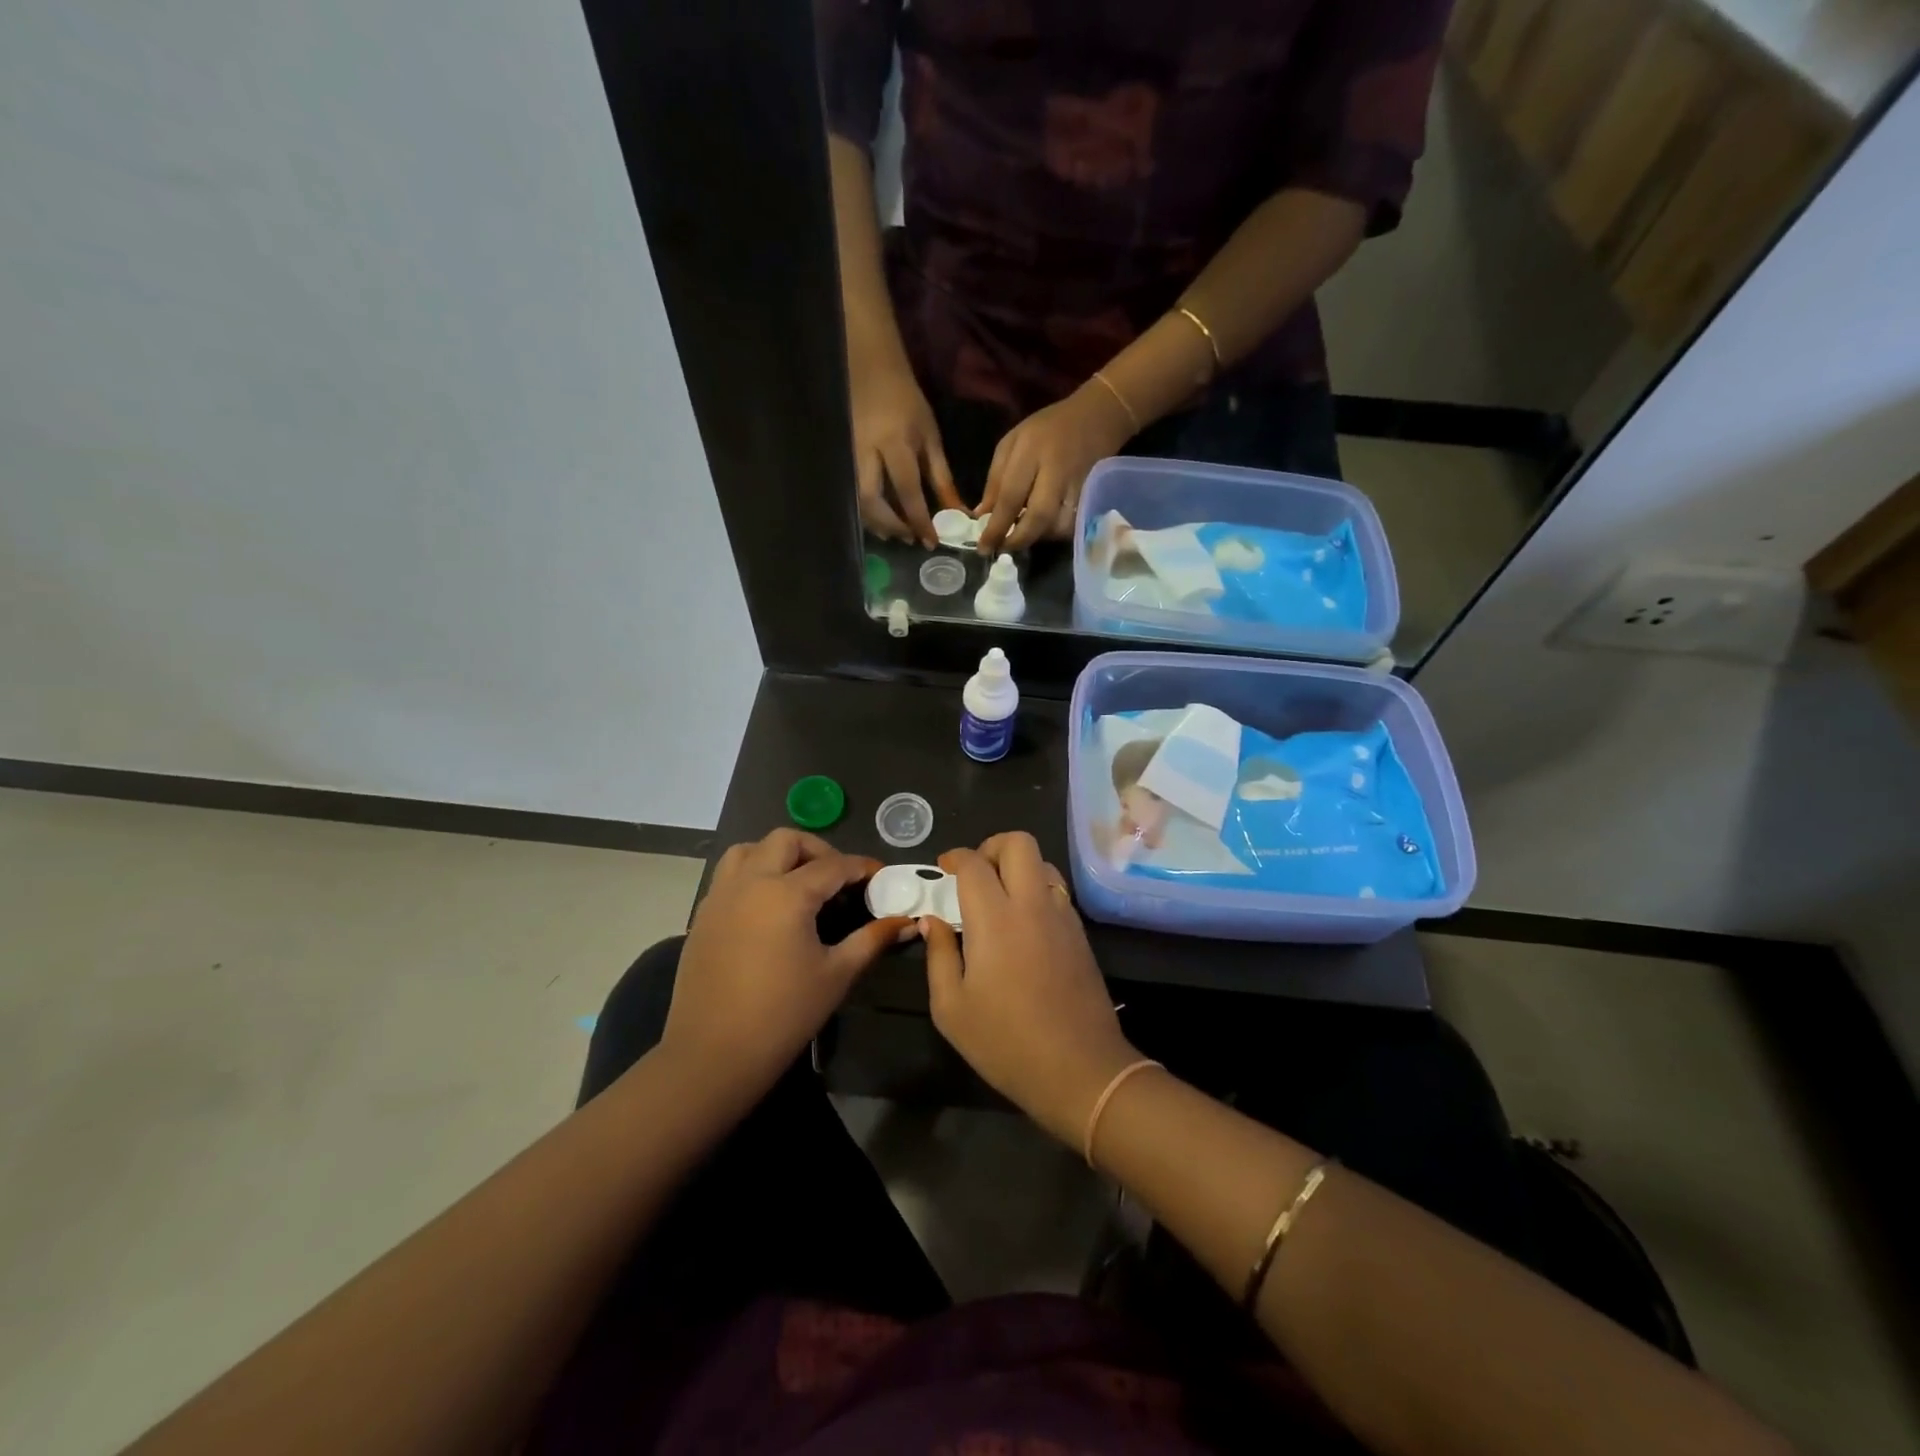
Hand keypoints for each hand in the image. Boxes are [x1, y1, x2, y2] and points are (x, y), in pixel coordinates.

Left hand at [663, 830, 910, 1102]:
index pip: (833, 866)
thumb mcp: (836, 974)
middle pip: (786, 841)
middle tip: (838, 878)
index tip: (880, 875)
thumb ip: (872, 940)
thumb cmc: (783, 1014)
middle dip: (818, 850)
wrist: (713, 1055)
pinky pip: (729, 876)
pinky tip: (768, 908)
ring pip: (749, 850)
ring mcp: (721, 896)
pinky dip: (753, 874)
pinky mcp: (703, 916)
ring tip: (799, 882)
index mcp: (787, 893)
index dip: (861, 867)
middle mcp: (751, 882)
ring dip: (778, 855)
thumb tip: (906, 922)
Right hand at [850, 355, 961, 546]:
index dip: (919, 519)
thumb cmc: (907, 404)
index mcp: (895, 444)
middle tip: (910, 539)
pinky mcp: (842, 461)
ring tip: (897, 535)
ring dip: (877, 524)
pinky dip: (867, 513)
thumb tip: (956, 512)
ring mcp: (849, 458)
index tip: (931, 541)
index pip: (907, 490)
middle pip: (873, 501)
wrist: (871, 373)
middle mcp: (867, 454)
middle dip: (892, 525)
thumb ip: (941, 478)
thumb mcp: (930, 438)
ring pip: (858, 501)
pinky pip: (852, 495)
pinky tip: (881, 522)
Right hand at [921, 833, 1140, 1147]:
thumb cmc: (1006, 1042)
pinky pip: (1057, 891)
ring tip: (999, 897)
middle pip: (1019, 843)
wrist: (1081, 1070)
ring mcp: (1063, 916)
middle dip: (991, 847)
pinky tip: (1023, 923)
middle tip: (974, 874)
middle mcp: (1032, 905)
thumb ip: (938, 955)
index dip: (955, 857)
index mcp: (995, 919)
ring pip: (1043, 863)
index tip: (944, 869)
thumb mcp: (951, 1008)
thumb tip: (931, 921)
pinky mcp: (1080, 933)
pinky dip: (1036, 890)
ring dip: (1018, 867)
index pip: (974, 863)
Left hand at [978, 381, 1134, 553]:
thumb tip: (981, 517)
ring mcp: (1079, 484)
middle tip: (1003, 549)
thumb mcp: (1012, 443)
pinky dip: (1056, 533)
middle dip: (1018, 540)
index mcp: (1031, 451)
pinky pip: (1073, 524)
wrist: (1096, 416)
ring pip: (1059, 525)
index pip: (1010, 497)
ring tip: (1023, 536)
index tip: (983, 547)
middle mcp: (1057, 469)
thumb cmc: (1047, 429)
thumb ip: (995, 480)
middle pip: (1038, 517)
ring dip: (1038, 538)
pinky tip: (1044, 529)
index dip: (996, 527)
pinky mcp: (1094, 495)